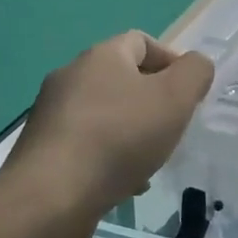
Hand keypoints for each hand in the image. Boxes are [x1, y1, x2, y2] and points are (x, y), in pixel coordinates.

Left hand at [4, 32, 214, 227]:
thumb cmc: (119, 137)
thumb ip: (194, 73)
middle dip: (152, 101)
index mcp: (101, 56)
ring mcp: (52, 114)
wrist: (51, 196)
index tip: (189, 93)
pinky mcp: (43, 150)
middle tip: (173, 128)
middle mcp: (71, 76)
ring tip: (151, 161)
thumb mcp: (175, 98)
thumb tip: (195, 65)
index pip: (141, 41)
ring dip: (132, 132)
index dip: (171, 61)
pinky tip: (124, 184)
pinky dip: (109, 157)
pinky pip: (86, 144)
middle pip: (122, 79)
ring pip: (105, 115)